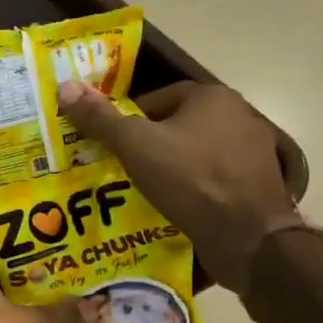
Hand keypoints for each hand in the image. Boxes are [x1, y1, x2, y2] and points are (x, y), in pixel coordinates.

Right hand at [58, 79, 300, 294]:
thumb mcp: (135, 145)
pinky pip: (214, 179)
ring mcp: (253, 151)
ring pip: (196, 153)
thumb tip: (65, 87)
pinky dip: (193, 189)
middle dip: (150, 145)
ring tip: (144, 190)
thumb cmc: (189, 179)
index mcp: (212, 96)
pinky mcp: (258, 184)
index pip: (158, 98)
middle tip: (122, 168)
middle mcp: (239, 115)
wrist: (248, 235)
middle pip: (178, 125)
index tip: (112, 145)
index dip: (130, 120)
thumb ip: (100, 118)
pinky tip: (174, 207)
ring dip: (172, 168)